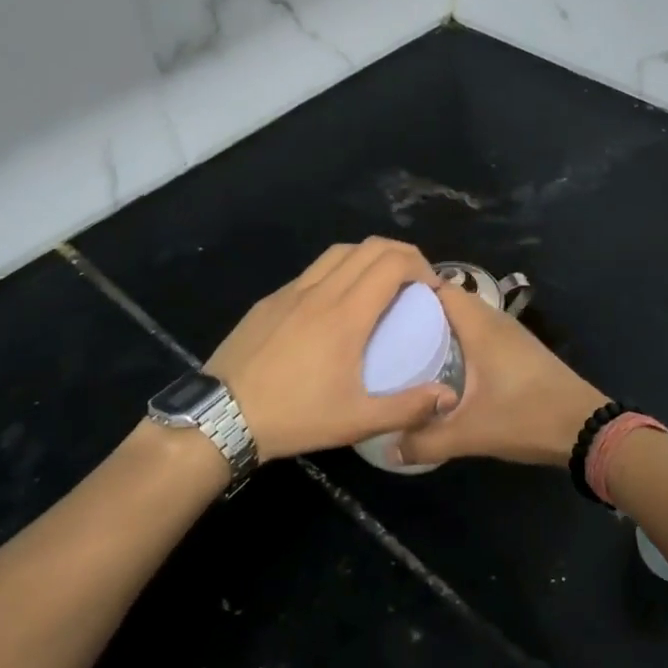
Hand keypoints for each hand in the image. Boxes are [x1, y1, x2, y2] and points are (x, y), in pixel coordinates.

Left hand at [203, 237, 457, 462]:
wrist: (220, 416)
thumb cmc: (294, 416)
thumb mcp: (357, 421)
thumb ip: (407, 408)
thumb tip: (447, 396)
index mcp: (347, 314)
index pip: (393, 263)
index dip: (421, 265)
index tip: (432, 288)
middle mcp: (322, 290)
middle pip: (370, 246)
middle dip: (402, 253)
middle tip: (416, 280)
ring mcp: (292, 291)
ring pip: (339, 251)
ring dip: (369, 256)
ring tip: (381, 283)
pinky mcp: (271, 299)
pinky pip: (313, 269)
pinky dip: (339, 270)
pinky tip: (337, 301)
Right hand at [395, 281, 606, 468]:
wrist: (584, 428)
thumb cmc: (525, 417)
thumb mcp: (470, 433)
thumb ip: (425, 440)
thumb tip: (387, 447)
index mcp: (480, 326)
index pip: (440, 288)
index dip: (409, 290)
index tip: (377, 305)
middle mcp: (494, 320)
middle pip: (451, 301)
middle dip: (419, 311)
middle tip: (384, 330)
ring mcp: (510, 334)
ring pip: (466, 318)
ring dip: (440, 326)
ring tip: (406, 346)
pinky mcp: (519, 350)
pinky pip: (479, 332)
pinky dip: (458, 340)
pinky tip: (443, 365)